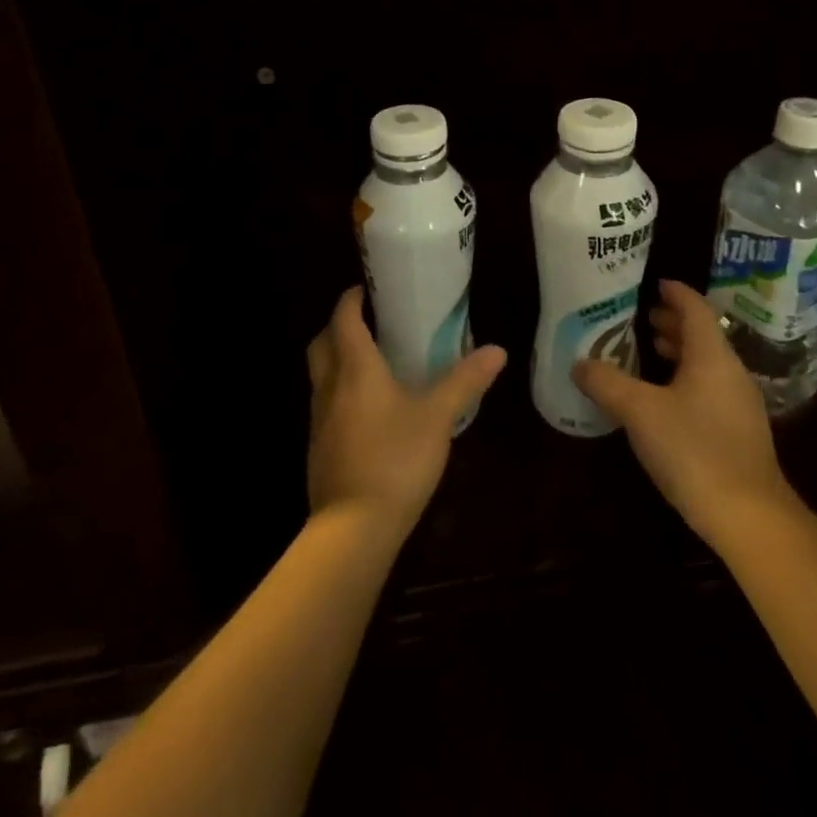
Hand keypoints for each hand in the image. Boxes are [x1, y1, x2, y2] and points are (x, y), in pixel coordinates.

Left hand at [305, 287, 506, 540]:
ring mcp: (319, 419)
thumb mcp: (438, 416)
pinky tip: (367, 412)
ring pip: (320, 375)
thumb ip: (465, 381)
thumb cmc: (396, 459)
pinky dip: (340, 393)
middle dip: (338, 327)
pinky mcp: (319, 447)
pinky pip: (325, 405)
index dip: (351, 300)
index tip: (366, 289)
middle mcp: (330, 387)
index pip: (344, 319)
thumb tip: (497, 350)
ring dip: (336, 360)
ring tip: (371, 364)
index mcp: (355, 368)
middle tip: (367, 323)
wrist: (354, 526)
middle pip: (322, 343)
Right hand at [574, 279, 801, 553]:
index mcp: (711, 355)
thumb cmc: (693, 449)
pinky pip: (709, 388)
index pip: (695, 309)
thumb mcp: (639, 412)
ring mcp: (739, 404)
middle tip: (640, 316)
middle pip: (702, 335)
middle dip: (672, 322)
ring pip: (706, 363)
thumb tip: (579, 363)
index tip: (654, 283)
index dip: (675, 292)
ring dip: (679, 352)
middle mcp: (730, 372)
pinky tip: (663, 398)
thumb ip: (607, 382)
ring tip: (648, 349)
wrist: (748, 516)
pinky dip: (685, 379)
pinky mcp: (738, 432)